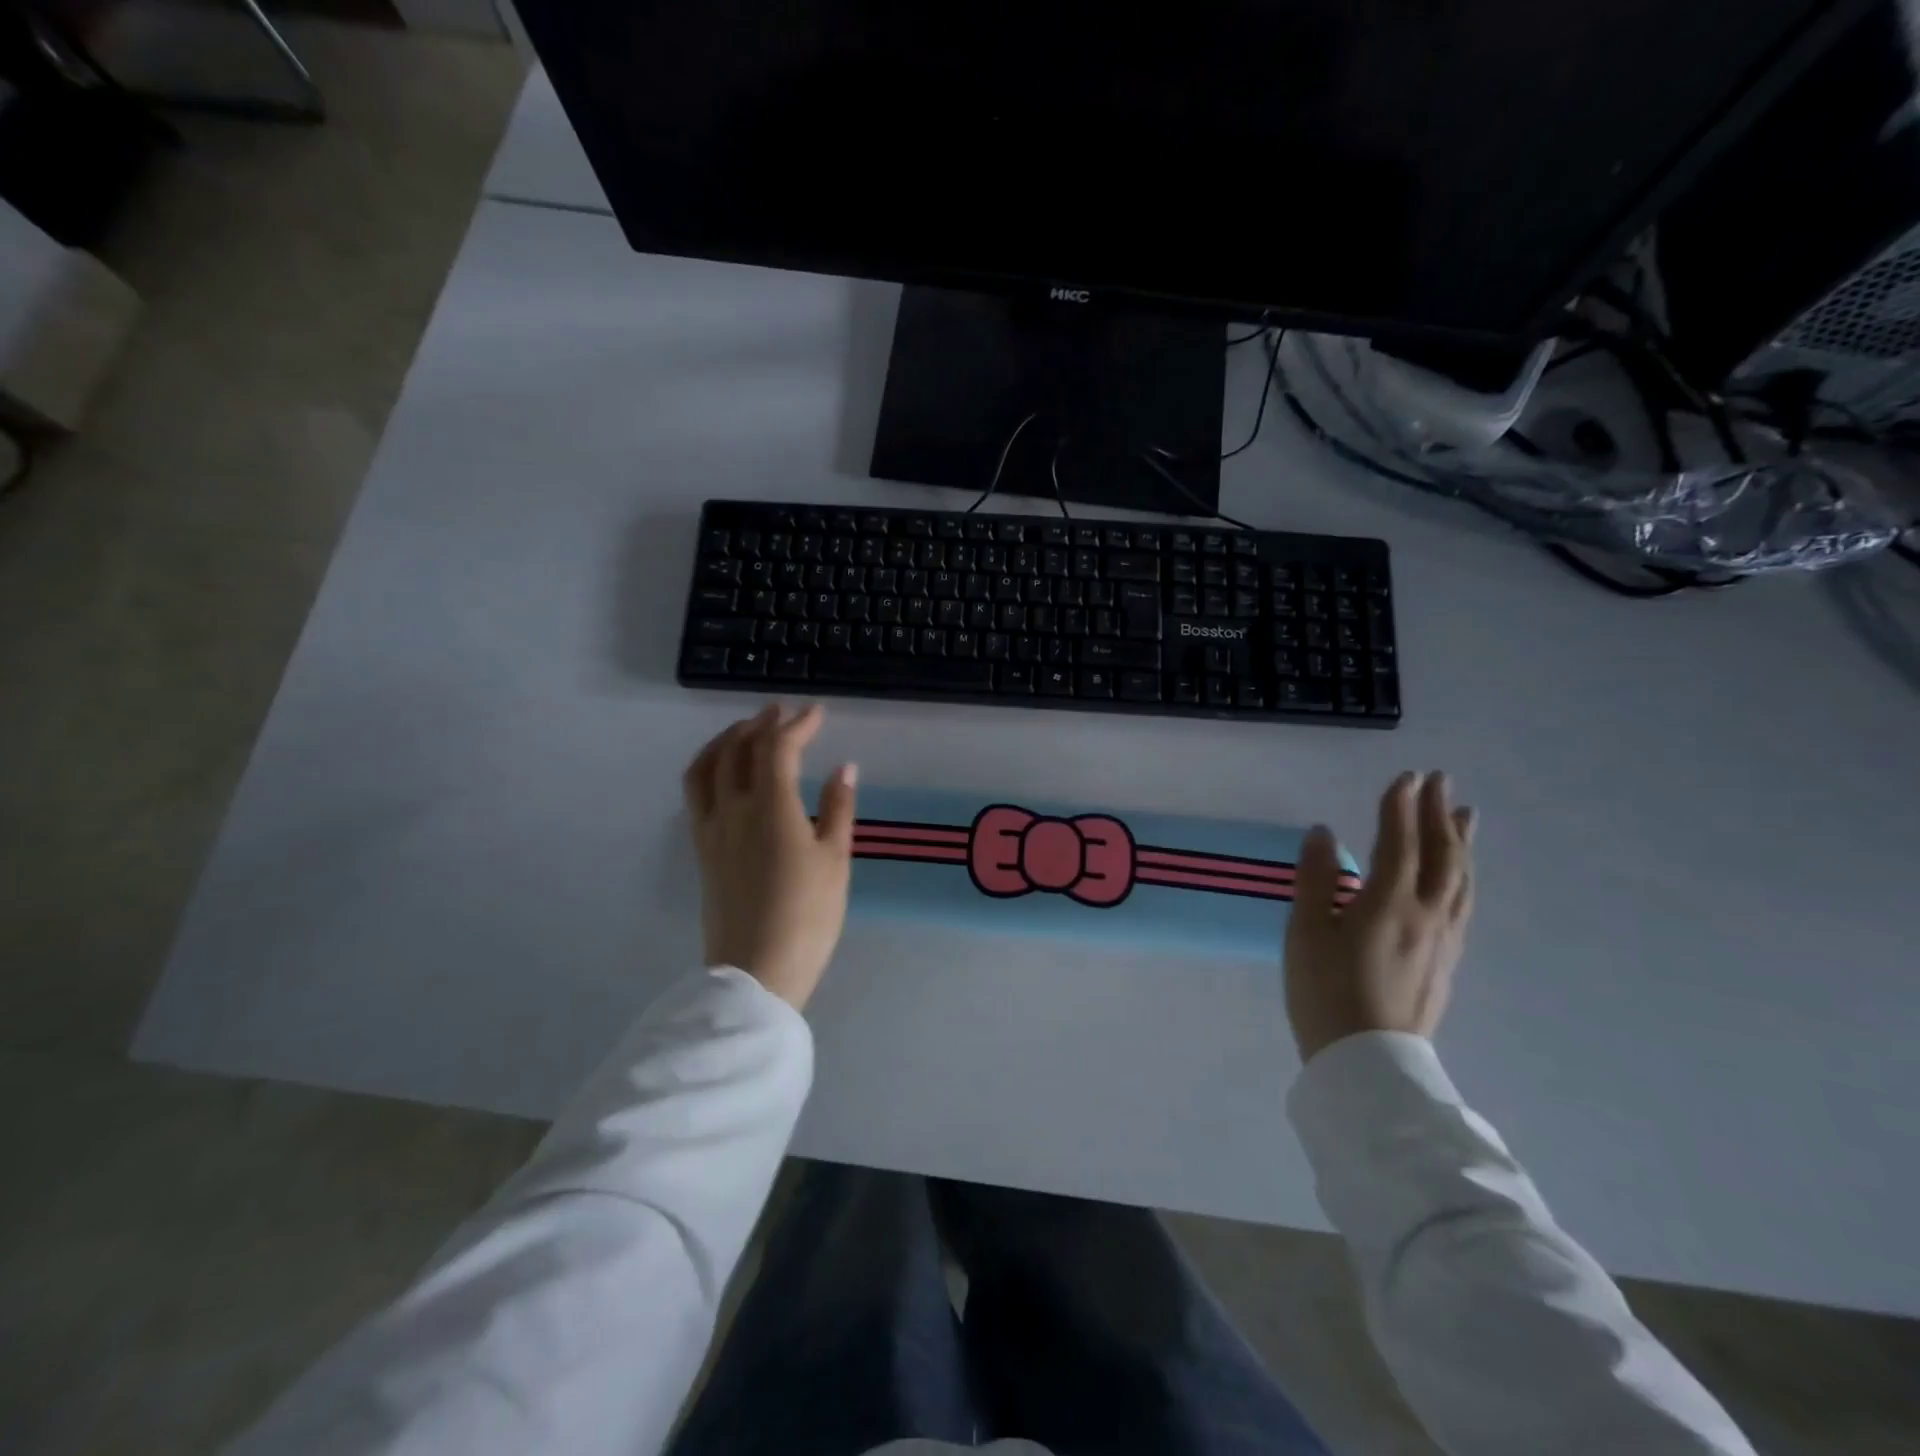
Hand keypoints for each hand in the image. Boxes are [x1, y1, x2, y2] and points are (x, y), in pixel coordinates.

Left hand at [682, 703, 858, 1009]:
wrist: (756, 971)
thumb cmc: (808, 916)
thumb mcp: (835, 860)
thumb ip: (838, 808)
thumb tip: (844, 767)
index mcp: (771, 807)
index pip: (777, 748)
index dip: (797, 725)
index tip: (817, 713)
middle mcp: (733, 808)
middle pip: (738, 749)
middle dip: (761, 724)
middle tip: (781, 713)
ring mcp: (711, 828)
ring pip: (706, 767)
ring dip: (726, 740)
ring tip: (745, 732)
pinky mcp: (702, 849)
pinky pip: (696, 792)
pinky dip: (709, 767)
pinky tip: (725, 774)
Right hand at [1285, 772, 1475, 1064]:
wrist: (1368, 1061)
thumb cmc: (1324, 992)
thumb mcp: (1305, 932)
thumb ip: (1315, 879)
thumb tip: (1323, 831)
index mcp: (1388, 904)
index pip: (1399, 843)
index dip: (1401, 808)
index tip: (1406, 776)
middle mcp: (1426, 915)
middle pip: (1441, 856)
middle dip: (1438, 815)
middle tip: (1441, 781)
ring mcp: (1443, 940)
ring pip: (1461, 880)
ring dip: (1461, 842)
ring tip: (1464, 816)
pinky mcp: (1448, 962)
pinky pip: (1464, 905)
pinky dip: (1464, 876)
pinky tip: (1461, 877)